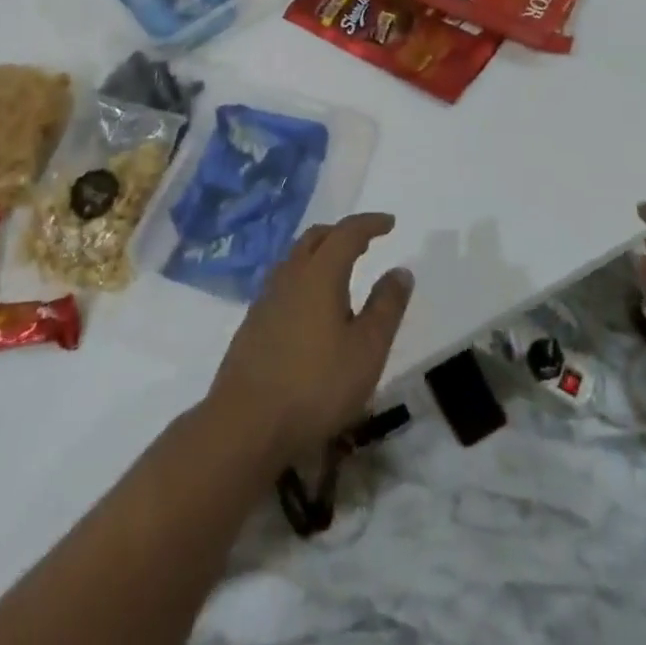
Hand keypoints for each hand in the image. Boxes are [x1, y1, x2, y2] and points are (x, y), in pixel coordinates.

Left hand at [207, 213, 413, 465]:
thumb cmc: (316, 385)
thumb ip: (386, 307)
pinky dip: (303, 278)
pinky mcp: (253, 322)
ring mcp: (266, 297)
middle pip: (316, 237)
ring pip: (295, 258)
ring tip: (339, 272)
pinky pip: (283, 282)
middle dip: (341, 233)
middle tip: (364, 242)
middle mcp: (290, 275)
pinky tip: (310, 307)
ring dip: (319, 253)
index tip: (389, 223)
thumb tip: (400, 270)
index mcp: (319, 273)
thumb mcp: (367, 350)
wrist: (245, 422)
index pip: (347, 233)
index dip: (369, 224)